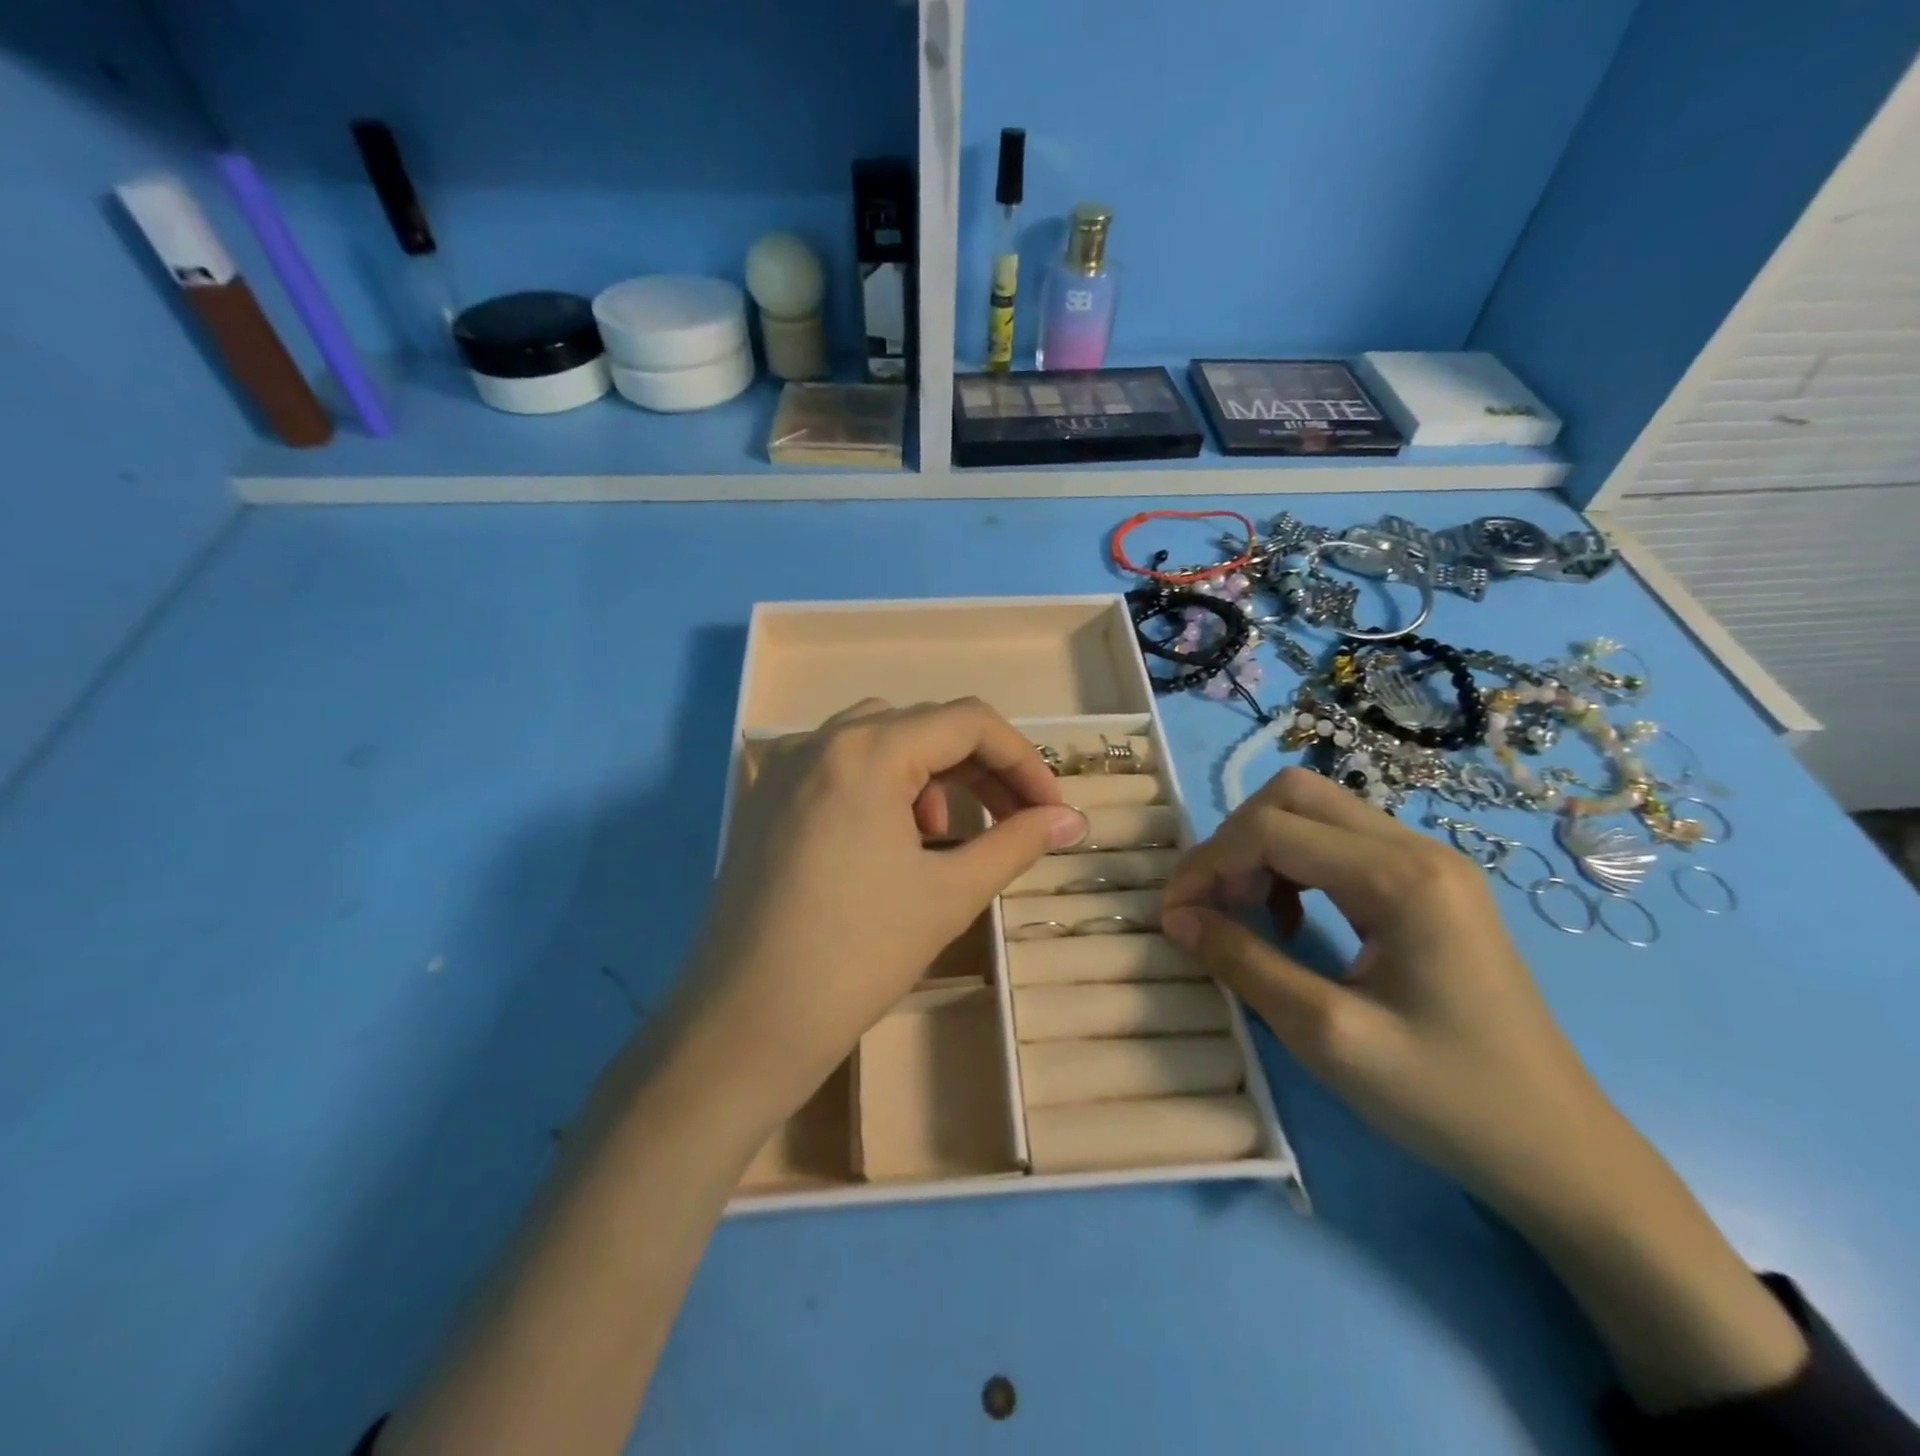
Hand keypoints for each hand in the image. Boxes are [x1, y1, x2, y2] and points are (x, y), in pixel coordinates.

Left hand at [673, 698, 1086, 1130]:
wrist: (746, 1025)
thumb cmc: (857, 956)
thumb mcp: (950, 894)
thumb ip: (1017, 843)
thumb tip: (1072, 821)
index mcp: (867, 751)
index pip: (968, 722)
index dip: (1022, 761)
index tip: (1050, 811)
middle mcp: (820, 741)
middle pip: (924, 725)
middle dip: (981, 768)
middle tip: (1016, 819)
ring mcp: (784, 769)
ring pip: (879, 739)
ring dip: (931, 773)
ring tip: (945, 834)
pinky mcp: (765, 800)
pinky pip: (839, 766)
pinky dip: (882, 785)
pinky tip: (890, 842)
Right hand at [1160, 766, 1615, 1207]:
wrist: (1557, 1151)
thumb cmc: (1445, 1099)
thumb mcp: (1327, 1036)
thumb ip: (1244, 962)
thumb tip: (1177, 918)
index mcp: (1401, 878)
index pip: (1272, 829)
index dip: (1208, 864)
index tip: (1174, 916)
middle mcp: (1417, 849)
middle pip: (1293, 795)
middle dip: (1233, 842)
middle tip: (1211, 905)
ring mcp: (1428, 863)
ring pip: (1313, 812)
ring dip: (1260, 851)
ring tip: (1242, 913)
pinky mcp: (1427, 885)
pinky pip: (1338, 844)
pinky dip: (1292, 866)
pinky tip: (1288, 920)